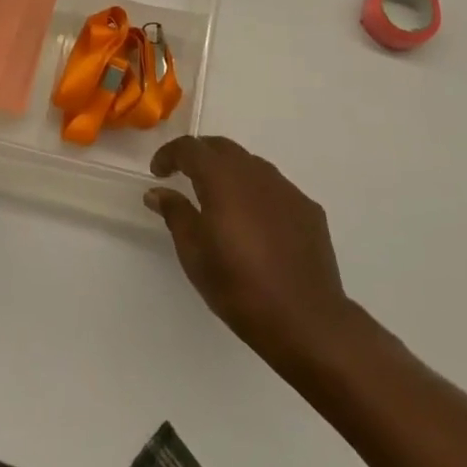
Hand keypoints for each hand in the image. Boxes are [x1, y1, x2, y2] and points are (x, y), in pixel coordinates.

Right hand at [147, 136, 357, 369]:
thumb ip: (175, 214)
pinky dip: (256, 194)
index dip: (170, 154)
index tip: (158, 172)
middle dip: (199, 156)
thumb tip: (159, 192)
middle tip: (184, 176)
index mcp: (223, 179)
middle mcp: (256, 173)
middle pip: (222, 148)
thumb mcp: (194, 253)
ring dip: (229, 172)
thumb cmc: (238, 286)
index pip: (191, 148)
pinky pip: (274, 188)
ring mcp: (286, 189)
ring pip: (251, 165)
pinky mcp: (308, 208)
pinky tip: (255, 223)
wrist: (304, 319)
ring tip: (219, 201)